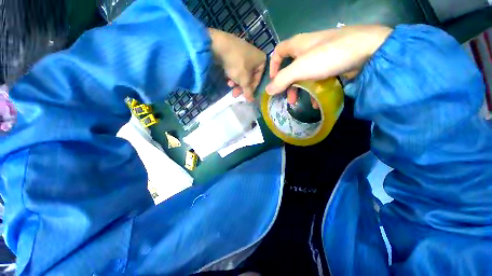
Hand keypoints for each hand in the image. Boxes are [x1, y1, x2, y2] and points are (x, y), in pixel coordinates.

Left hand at [209, 28, 265, 101]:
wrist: (218, 44)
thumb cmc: (236, 63)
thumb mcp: (244, 79)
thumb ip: (248, 91)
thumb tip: (251, 101)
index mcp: (262, 61)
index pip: (258, 80)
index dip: (250, 90)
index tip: (244, 96)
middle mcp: (255, 57)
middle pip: (250, 77)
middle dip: (241, 87)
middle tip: (235, 94)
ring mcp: (245, 54)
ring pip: (243, 74)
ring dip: (237, 82)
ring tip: (230, 85)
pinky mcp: (236, 53)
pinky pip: (238, 68)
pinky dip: (233, 74)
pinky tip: (228, 78)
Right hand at [267, 25, 392, 105]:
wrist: (369, 51)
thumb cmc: (329, 55)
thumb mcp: (300, 69)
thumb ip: (282, 80)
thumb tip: (268, 91)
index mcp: (298, 45)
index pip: (278, 51)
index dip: (273, 66)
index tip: (274, 81)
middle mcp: (308, 49)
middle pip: (290, 67)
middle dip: (287, 84)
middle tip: (288, 98)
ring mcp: (321, 57)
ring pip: (303, 75)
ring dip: (300, 89)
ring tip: (299, 102)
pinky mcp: (332, 65)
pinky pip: (317, 78)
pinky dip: (314, 89)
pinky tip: (316, 101)